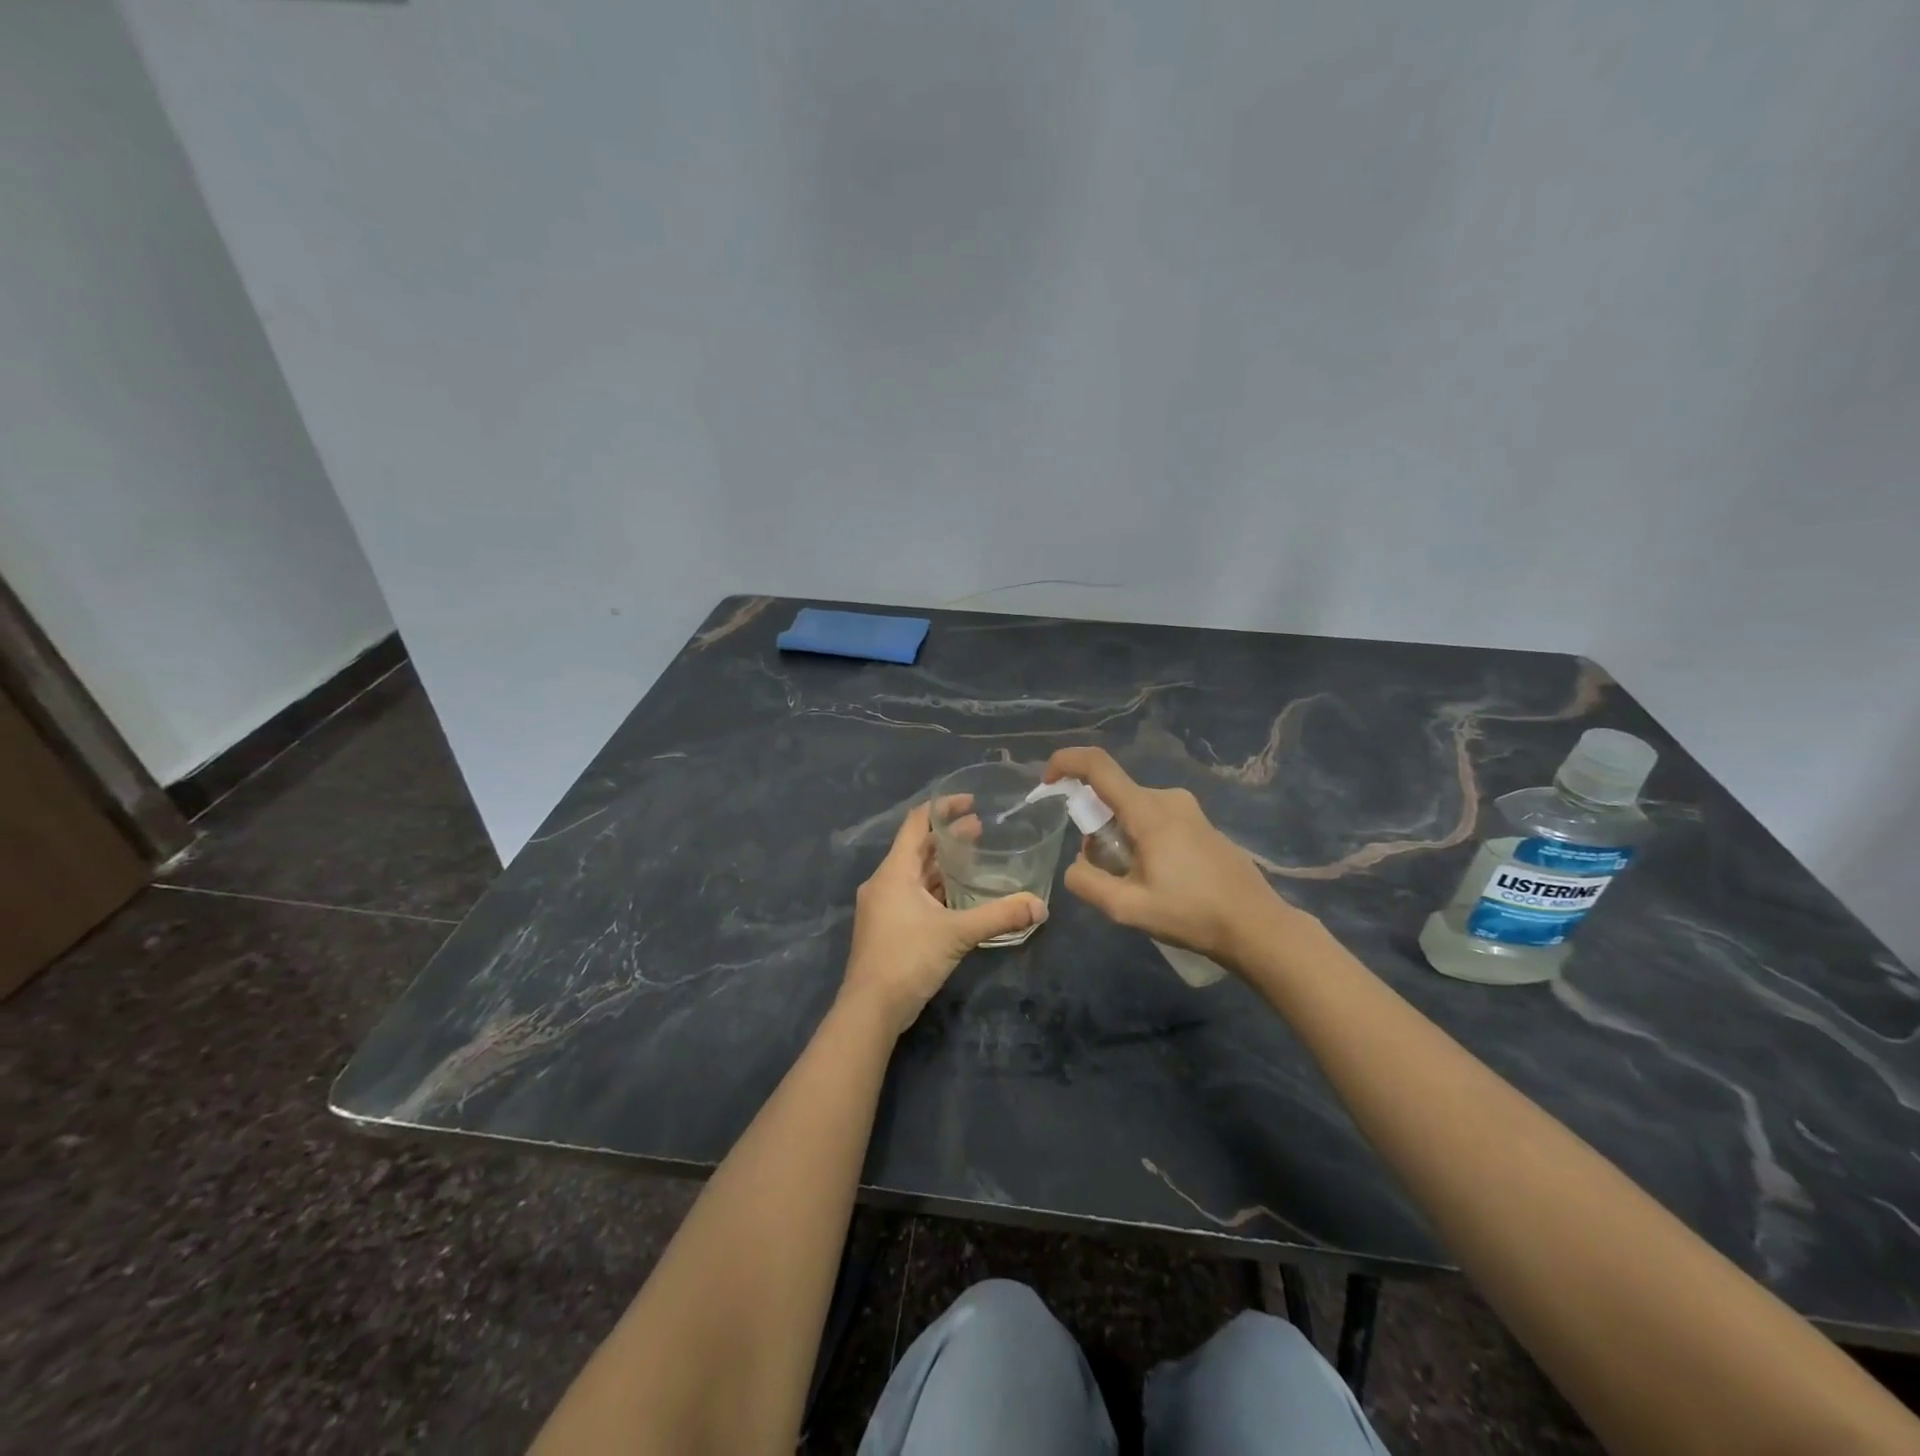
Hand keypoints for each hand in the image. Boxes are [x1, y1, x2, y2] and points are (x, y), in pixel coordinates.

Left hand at [840, 801, 1046, 1035]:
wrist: (870, 1009)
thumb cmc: (907, 959)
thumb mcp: (957, 934)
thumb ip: (999, 916)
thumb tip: (1040, 906)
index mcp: (894, 872)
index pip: (917, 823)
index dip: (943, 808)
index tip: (971, 802)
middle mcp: (885, 882)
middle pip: (918, 848)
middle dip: (949, 838)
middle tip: (983, 830)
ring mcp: (884, 906)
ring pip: (916, 874)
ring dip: (943, 865)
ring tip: (976, 859)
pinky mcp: (888, 927)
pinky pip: (914, 896)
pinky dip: (937, 889)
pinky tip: (961, 896)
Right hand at [1045, 746, 1305, 965]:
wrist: (1257, 926)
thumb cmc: (1192, 914)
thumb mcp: (1128, 908)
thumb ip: (1088, 883)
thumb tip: (1076, 866)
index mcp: (1148, 811)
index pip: (1098, 766)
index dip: (1066, 763)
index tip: (1047, 782)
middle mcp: (1168, 799)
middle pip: (1113, 796)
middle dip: (1095, 827)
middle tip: (1104, 871)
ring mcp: (1189, 810)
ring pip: (1134, 810)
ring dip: (1119, 838)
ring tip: (1136, 883)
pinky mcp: (1201, 824)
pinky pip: (1155, 819)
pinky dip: (1141, 839)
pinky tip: (1160, 880)